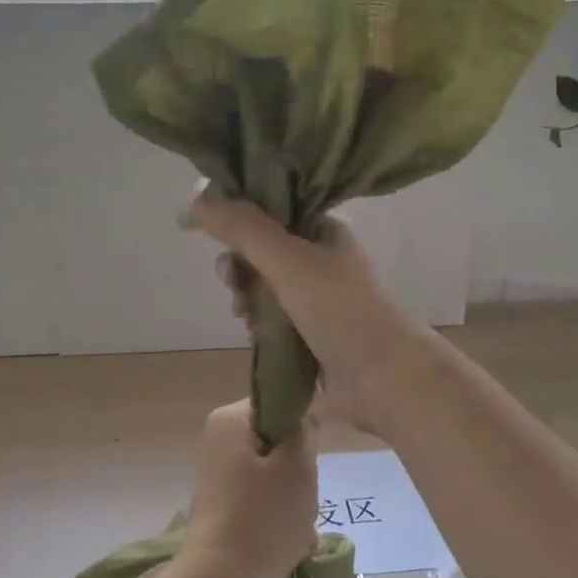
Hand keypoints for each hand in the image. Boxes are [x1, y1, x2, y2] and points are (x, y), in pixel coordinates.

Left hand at [178, 401, 317, 577]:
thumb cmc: (263, 518)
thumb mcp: (298, 466)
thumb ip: (304, 430)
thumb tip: (304, 413)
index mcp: (230, 419)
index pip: (280, 403)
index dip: (303, 428)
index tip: (312, 458)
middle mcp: (218, 438)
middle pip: (276, 439)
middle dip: (297, 467)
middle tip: (305, 495)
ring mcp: (217, 472)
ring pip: (272, 471)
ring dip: (292, 494)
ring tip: (299, 524)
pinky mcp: (221, 503)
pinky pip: (259, 496)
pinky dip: (277, 513)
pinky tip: (290, 539)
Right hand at [184, 188, 427, 437]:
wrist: (383, 378)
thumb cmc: (339, 309)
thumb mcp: (288, 260)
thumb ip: (242, 229)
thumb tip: (193, 199)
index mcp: (323, 231)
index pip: (272, 210)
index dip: (241, 220)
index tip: (219, 238)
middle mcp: (321, 259)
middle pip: (263, 251)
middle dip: (240, 265)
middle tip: (231, 282)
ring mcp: (318, 299)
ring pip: (265, 286)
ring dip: (247, 296)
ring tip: (244, 314)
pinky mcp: (311, 334)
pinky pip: (273, 318)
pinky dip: (258, 322)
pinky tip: (253, 333)